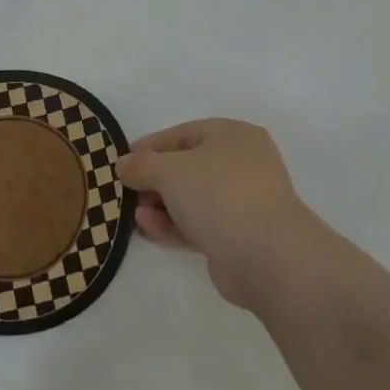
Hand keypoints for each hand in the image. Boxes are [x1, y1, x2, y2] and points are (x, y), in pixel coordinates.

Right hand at [116, 118, 324, 310]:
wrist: (267, 256)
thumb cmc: (219, 194)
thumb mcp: (170, 170)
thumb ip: (142, 164)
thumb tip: (123, 164)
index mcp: (233, 136)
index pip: (183, 134)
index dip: (150, 146)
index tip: (123, 160)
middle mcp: (241, 164)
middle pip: (187, 167)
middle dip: (154, 180)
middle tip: (126, 191)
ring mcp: (242, 202)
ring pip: (191, 198)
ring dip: (160, 205)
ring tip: (133, 214)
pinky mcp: (237, 237)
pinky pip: (198, 224)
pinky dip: (172, 224)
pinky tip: (147, 228)